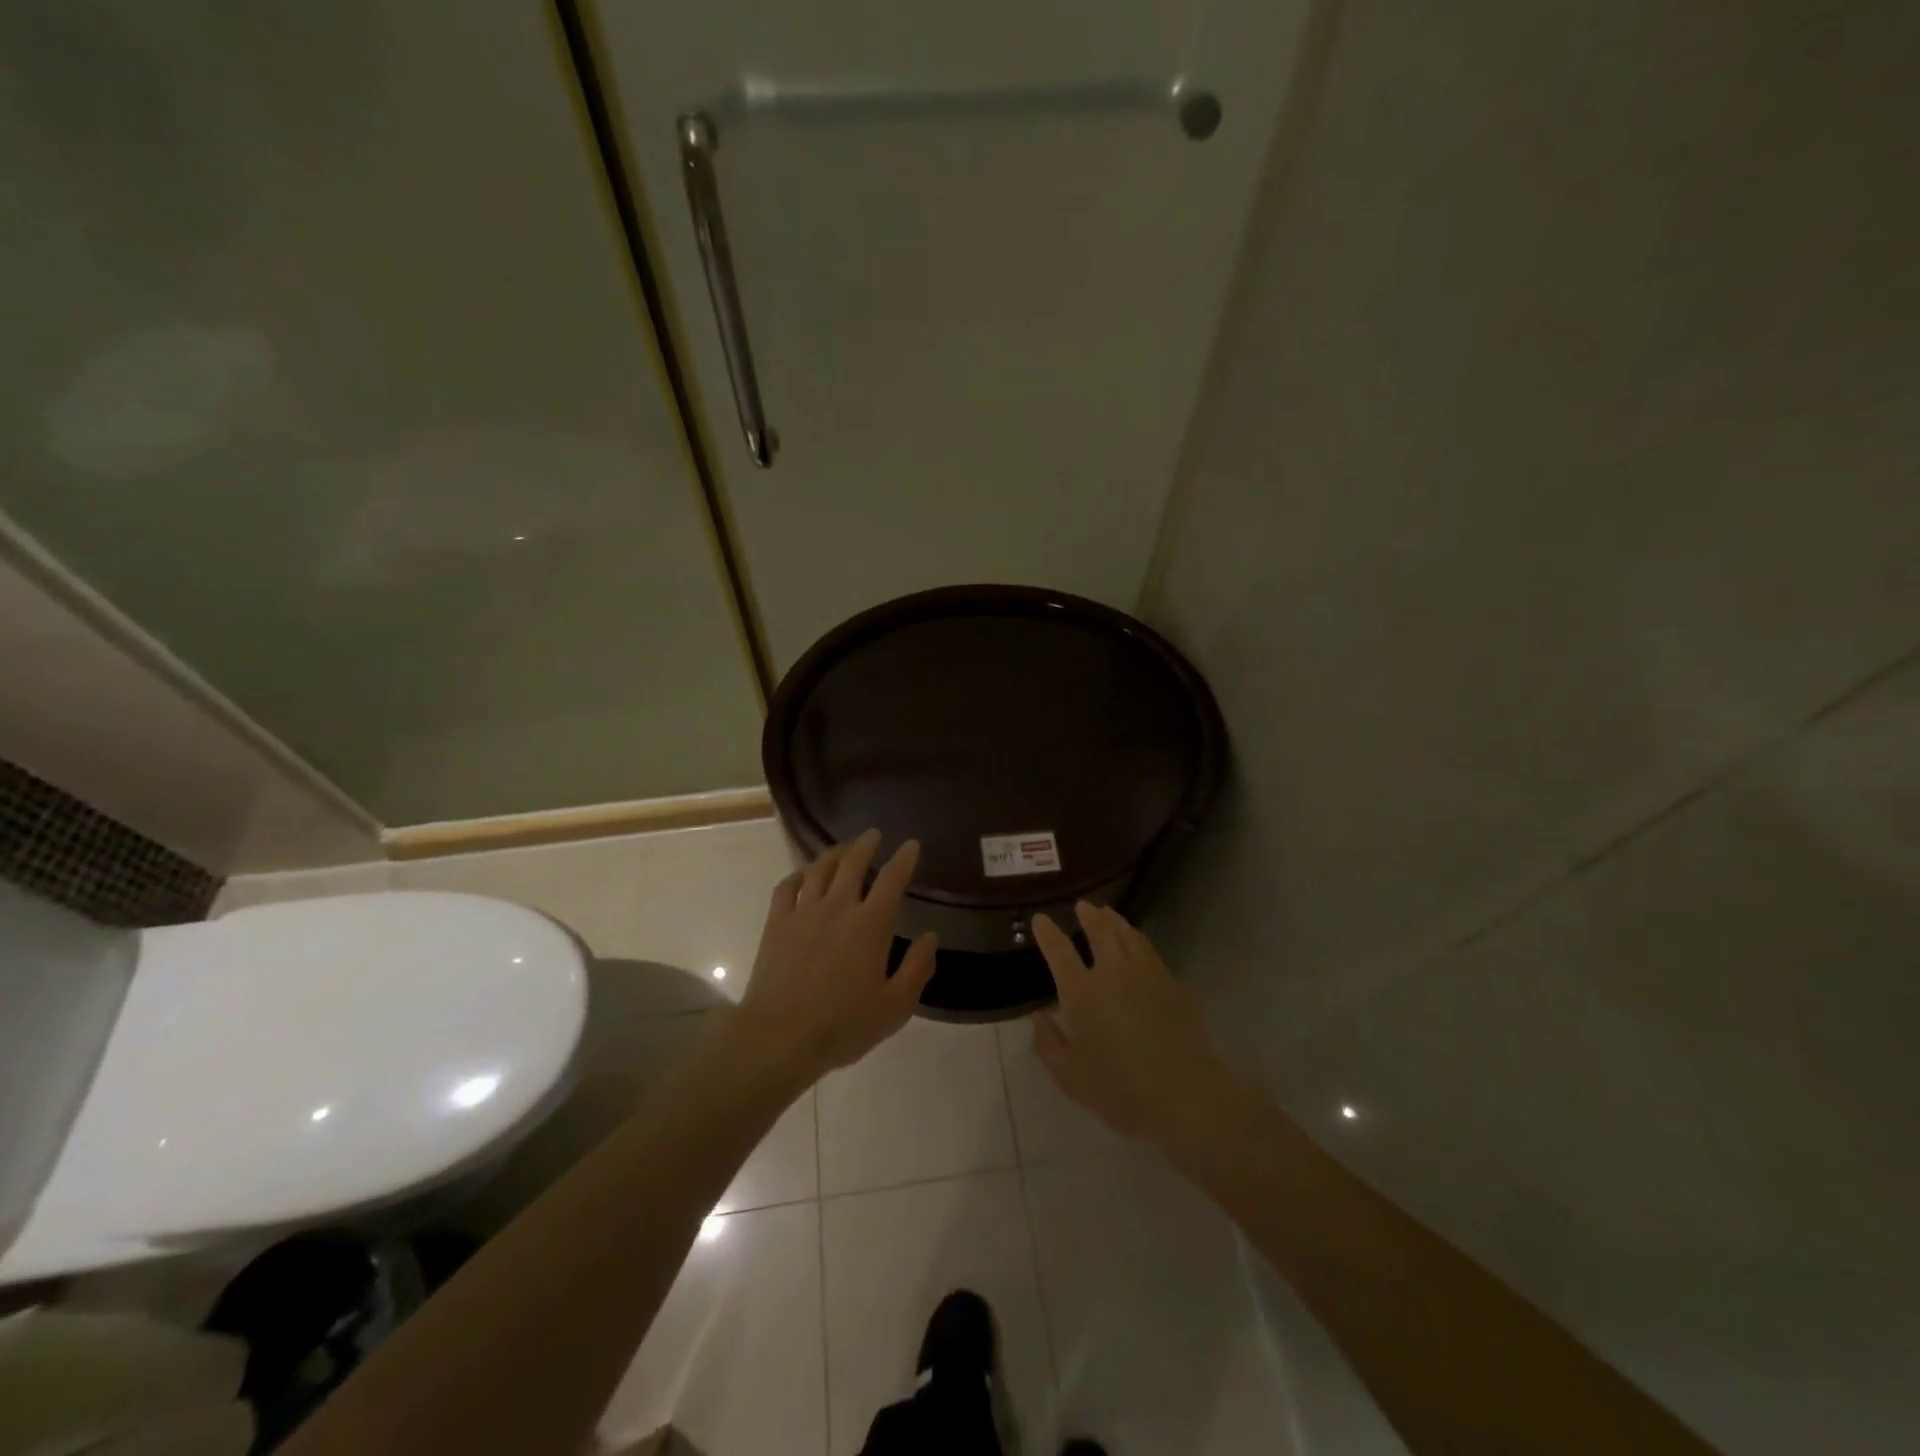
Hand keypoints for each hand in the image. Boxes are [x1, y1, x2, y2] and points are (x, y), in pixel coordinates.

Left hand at [736, 828, 937, 1084]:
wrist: (779, 1036)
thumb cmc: (843, 1025)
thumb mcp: (895, 1006)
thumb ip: (917, 968)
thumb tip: (930, 937)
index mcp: (871, 924)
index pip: (892, 879)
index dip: (904, 858)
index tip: (911, 845)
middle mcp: (838, 907)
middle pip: (852, 863)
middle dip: (866, 844)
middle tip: (873, 834)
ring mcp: (803, 912)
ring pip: (819, 869)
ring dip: (834, 853)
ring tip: (842, 848)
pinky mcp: (777, 924)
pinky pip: (786, 888)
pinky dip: (798, 875)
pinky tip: (802, 875)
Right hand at [1030, 902, 1241, 1149]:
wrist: (1185, 1098)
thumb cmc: (1120, 1092)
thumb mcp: (1069, 1076)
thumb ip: (1048, 1042)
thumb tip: (1040, 1015)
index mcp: (1082, 993)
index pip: (1059, 951)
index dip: (1047, 932)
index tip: (1040, 919)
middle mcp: (1113, 973)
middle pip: (1100, 931)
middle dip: (1089, 915)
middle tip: (1083, 905)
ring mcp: (1148, 974)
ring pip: (1129, 935)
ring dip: (1115, 921)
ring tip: (1108, 914)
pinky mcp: (1174, 984)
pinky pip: (1151, 952)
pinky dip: (1138, 941)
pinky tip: (1137, 946)